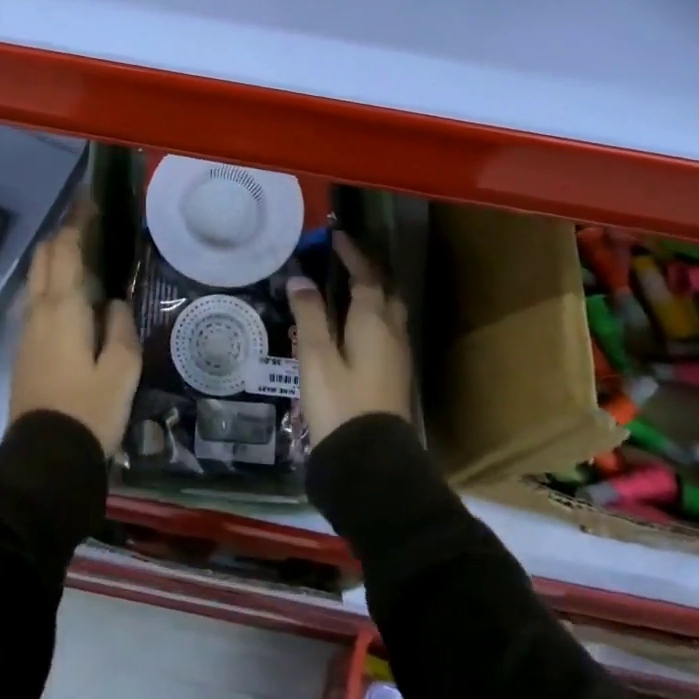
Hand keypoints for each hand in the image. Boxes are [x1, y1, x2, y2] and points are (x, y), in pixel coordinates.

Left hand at [9, 205, 142, 454]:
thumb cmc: (90, 411)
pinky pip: (35, 300)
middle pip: (43, 257)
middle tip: (89, 226)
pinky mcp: (23, 350)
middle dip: (62, 235)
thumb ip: (120, 327)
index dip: (76, 222)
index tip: (90, 202)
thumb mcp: (122, 370)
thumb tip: (113, 303)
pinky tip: (70, 295)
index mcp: (63, 308)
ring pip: (35, 279)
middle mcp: (38, 311)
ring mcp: (25, 331)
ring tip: (83, 256)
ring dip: (54, 259)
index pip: (64, 249)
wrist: (44, 458)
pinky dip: (50, 283)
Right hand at [287, 231, 411, 442]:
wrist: (370, 460)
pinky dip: (372, 316)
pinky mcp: (394, 375)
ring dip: (373, 293)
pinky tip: (353, 326)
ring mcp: (397, 356)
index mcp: (374, 322)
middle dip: (368, 272)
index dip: (352, 255)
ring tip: (346, 288)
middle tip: (343, 260)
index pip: (367, 277)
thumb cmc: (340, 402)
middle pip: (385, 292)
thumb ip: (310, 314)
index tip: (336, 237)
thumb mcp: (316, 356)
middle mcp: (392, 333)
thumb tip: (300, 279)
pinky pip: (386, 330)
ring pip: (389, 312)